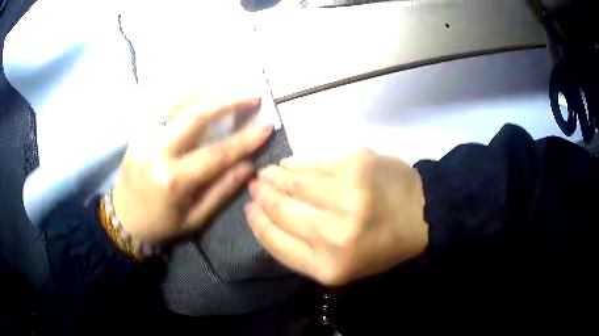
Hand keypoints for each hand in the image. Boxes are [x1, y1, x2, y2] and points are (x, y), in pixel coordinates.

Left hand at [112, 93, 272, 243]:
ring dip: (208, 89)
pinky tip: (205, 89)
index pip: (215, 154)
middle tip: (253, 93)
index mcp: (172, 181)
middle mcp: (157, 153)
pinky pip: (165, 106)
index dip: (244, 139)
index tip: (267, 126)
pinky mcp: (138, 131)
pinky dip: (188, 94)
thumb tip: (249, 165)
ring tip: (233, 83)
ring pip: (178, 102)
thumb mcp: (194, 219)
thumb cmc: (161, 225)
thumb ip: (221, 191)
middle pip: (194, 116)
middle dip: (227, 100)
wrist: (123, 219)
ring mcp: (144, 137)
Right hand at [245, 149, 428, 285]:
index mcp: (328, 266)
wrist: (423, 217)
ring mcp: (346, 194)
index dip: (257, 222)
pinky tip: (289, 164)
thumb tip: (266, 217)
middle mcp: (334, 232)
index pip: (275, 241)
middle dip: (262, 195)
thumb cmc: (380, 248)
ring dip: (275, 176)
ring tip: (267, 173)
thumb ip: (300, 250)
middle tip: (254, 185)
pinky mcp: (356, 164)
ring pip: (294, 181)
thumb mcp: (339, 267)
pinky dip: (297, 163)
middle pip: (280, 208)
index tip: (249, 209)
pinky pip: (314, 162)